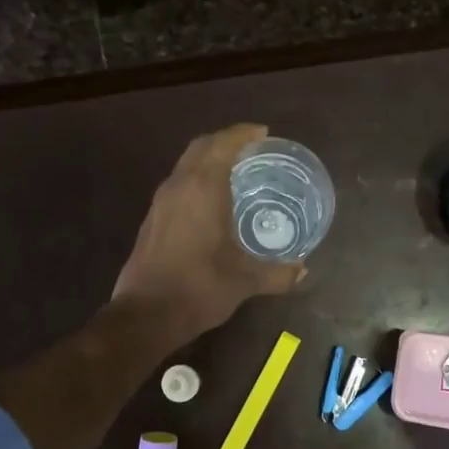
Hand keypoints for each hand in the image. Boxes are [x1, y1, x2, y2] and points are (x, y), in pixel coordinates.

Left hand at [112, 123, 303, 341]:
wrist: (146, 315)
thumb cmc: (199, 289)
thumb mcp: (244, 281)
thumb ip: (277, 273)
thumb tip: (303, 271)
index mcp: (202, 189)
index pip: (222, 144)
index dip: (243, 134)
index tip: (263, 133)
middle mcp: (178, 186)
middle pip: (201, 147)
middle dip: (225, 142)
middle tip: (252, 150)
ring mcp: (160, 202)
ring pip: (185, 165)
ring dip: (208, 160)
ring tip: (235, 172)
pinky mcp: (152, 219)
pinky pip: (178, 184)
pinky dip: (196, 179)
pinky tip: (212, 202)